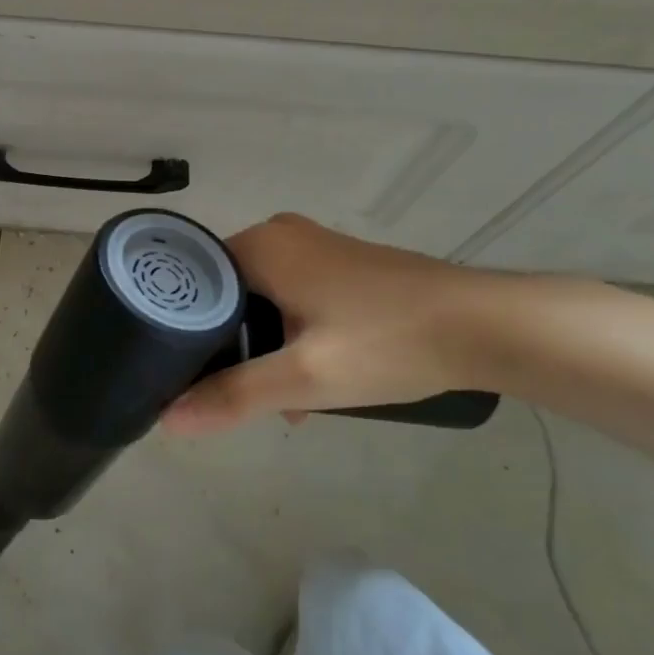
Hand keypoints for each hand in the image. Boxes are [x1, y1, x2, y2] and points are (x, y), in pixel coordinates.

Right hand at [164, 214, 506, 432]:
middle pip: (225, 294)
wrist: (485, 327)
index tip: (178, 372)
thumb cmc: (387, 342)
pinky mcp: (340, 266)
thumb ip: (233, 396)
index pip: (192, 281)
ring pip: (260, 301)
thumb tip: (167, 420)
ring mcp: (313, 248)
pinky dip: (291, 337)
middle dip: (228, 347)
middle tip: (233, 395)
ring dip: (263, 349)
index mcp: (259, 245)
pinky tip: (311, 384)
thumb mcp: (305, 377)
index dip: (180, 329)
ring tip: (278, 402)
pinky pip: (291, 299)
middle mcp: (279, 235)